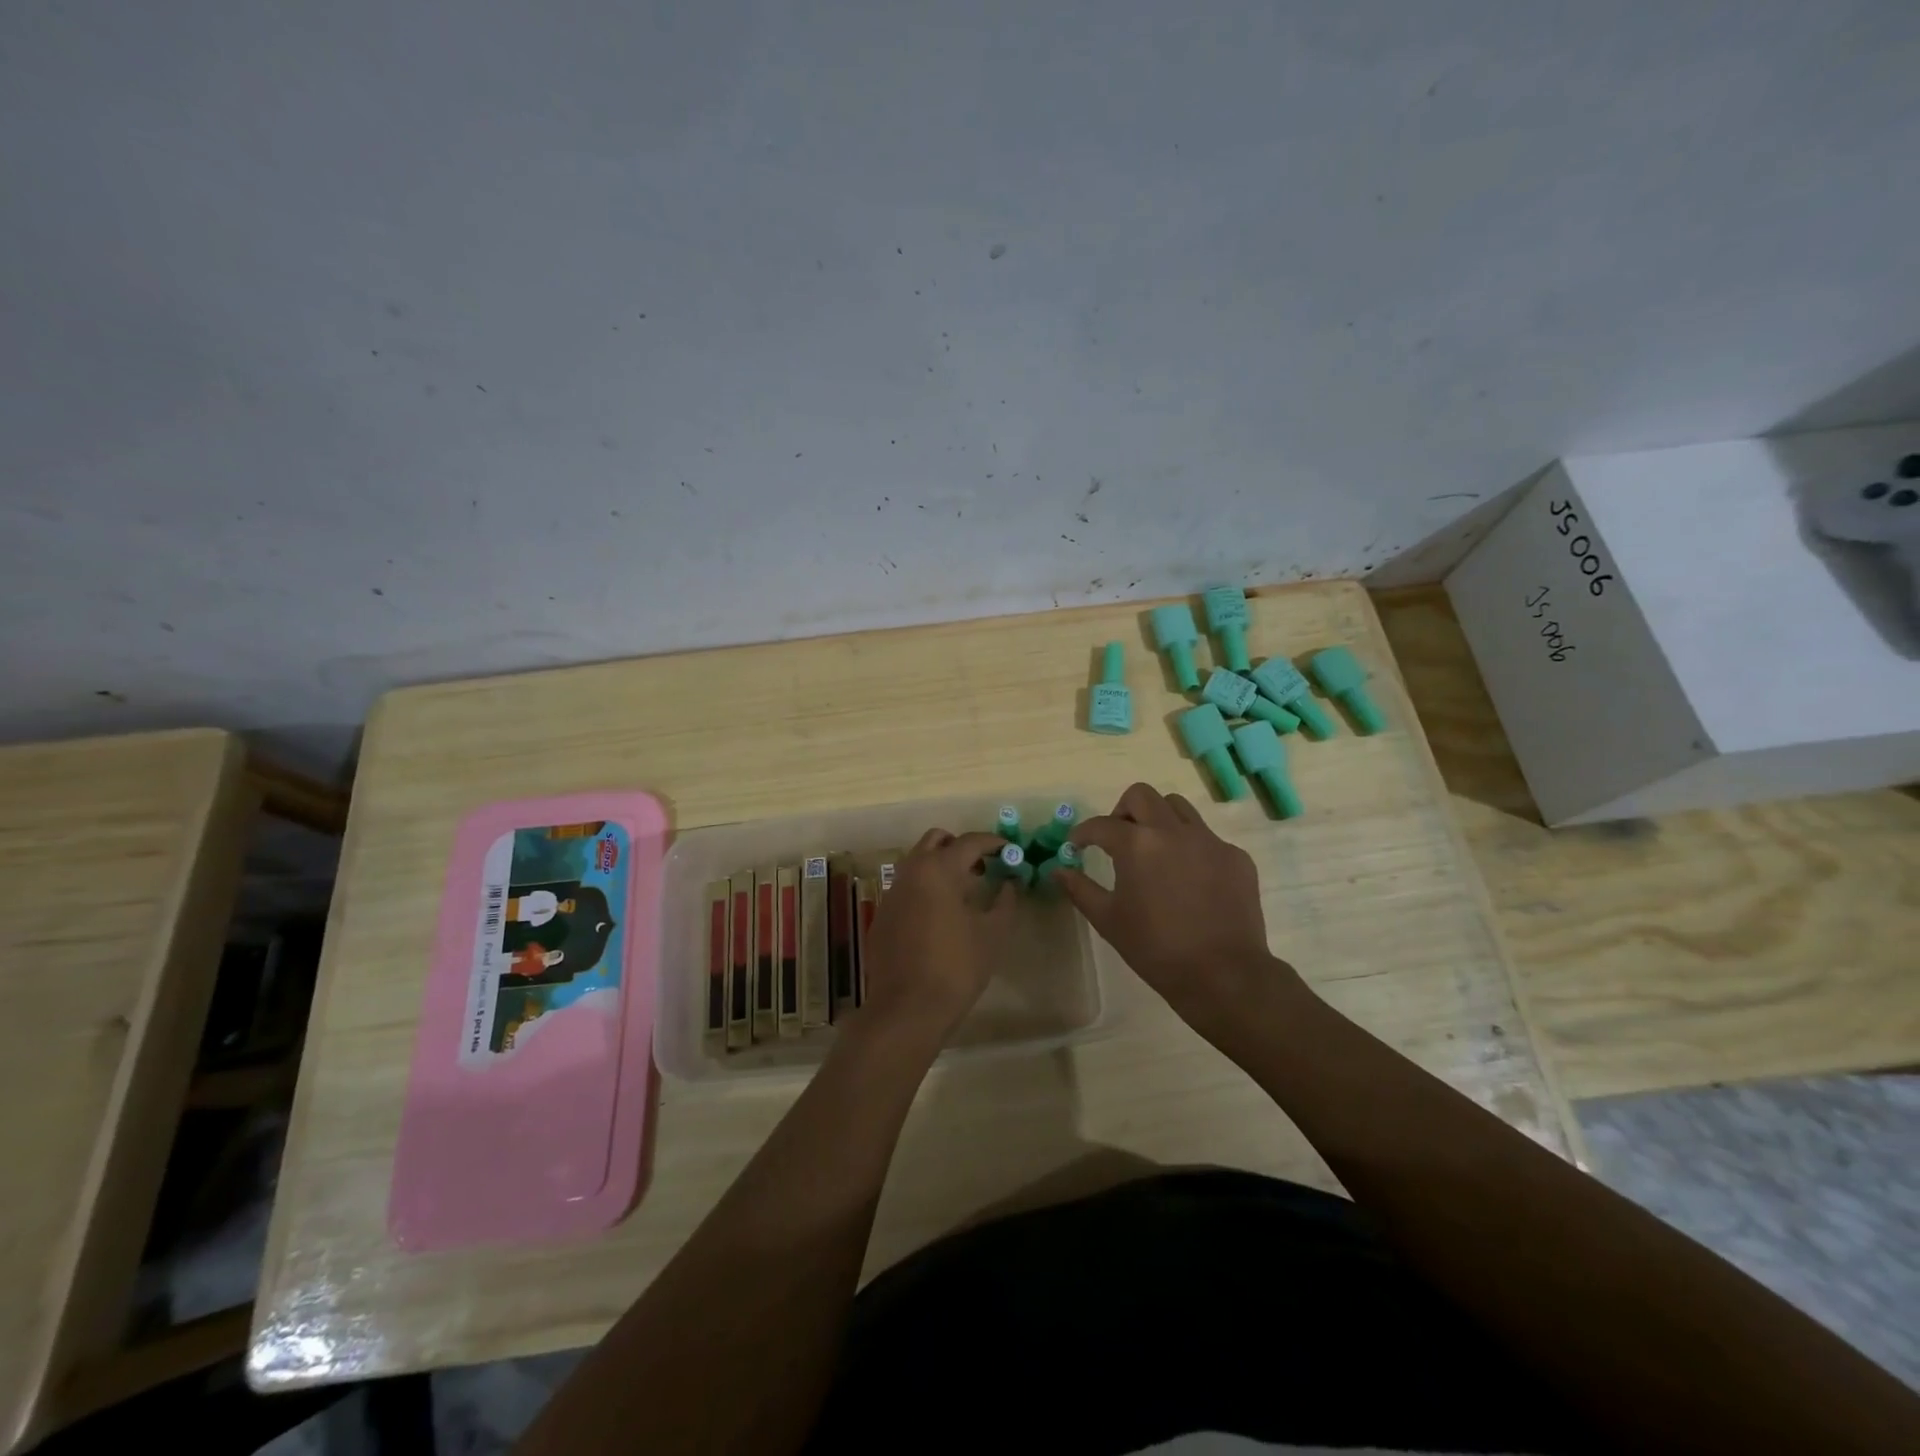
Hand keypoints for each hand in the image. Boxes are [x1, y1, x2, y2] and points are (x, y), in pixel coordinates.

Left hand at [854, 828, 1015, 1045]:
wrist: (907, 1009)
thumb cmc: (956, 967)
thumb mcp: (992, 934)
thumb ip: (1005, 902)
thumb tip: (1010, 884)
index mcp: (938, 870)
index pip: (970, 842)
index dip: (993, 842)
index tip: (1010, 850)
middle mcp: (910, 872)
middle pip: (936, 840)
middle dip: (961, 846)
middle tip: (983, 866)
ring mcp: (891, 893)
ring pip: (917, 862)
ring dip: (941, 866)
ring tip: (966, 891)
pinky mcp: (882, 915)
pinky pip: (907, 887)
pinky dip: (926, 888)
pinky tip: (941, 915)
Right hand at [1055, 783, 1301, 1026]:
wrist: (1224, 975)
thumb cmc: (1156, 949)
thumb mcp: (1108, 920)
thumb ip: (1080, 889)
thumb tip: (1059, 870)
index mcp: (1137, 844)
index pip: (1101, 825)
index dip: (1082, 833)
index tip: (1077, 846)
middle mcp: (1173, 831)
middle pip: (1141, 795)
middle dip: (1122, 811)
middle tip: (1117, 839)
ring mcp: (1209, 841)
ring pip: (1178, 808)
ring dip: (1158, 819)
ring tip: (1154, 850)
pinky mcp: (1235, 857)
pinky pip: (1206, 837)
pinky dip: (1190, 847)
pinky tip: (1189, 879)